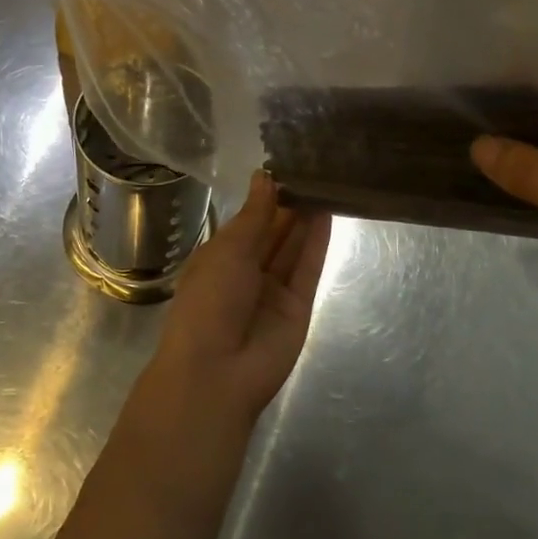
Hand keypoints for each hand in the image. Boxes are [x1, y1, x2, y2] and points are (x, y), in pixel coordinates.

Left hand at [126, 175, 332, 473]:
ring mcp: (274, 290)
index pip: (248, 220)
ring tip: (326, 181)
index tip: (287, 165)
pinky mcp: (299, 306)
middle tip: (314, 168)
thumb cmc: (208, 302)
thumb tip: (265, 176)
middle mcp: (247, 272)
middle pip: (273, 232)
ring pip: (293, 247)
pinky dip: (318, 242)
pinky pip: (308, 268)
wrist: (217, 373)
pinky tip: (329, 212)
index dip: (266, 196)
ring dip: (307, 218)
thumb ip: (254, 214)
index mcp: (219, 257)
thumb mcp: (227, 250)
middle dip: (290, 204)